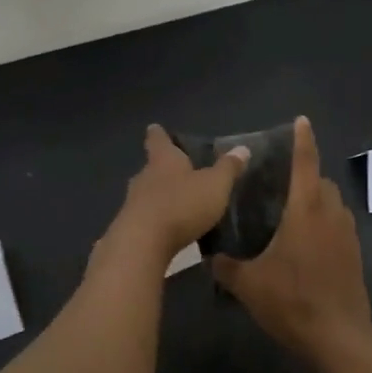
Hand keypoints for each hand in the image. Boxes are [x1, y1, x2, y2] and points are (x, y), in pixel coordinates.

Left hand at [101, 125, 250, 268]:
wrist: (143, 244)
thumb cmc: (181, 205)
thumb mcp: (215, 185)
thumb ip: (228, 168)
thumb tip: (242, 148)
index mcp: (164, 160)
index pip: (158, 140)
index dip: (159, 134)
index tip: (155, 129)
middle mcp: (144, 176)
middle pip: (152, 167)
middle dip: (164, 170)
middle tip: (180, 172)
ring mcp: (133, 202)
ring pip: (147, 193)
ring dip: (161, 197)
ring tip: (179, 203)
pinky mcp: (129, 228)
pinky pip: (146, 218)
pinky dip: (157, 220)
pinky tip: (169, 230)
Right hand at [212, 118, 371, 361]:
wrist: (339, 336)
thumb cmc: (293, 301)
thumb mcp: (249, 285)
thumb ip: (227, 267)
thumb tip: (210, 258)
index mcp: (306, 210)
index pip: (305, 163)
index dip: (302, 139)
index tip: (301, 120)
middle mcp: (331, 213)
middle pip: (321, 181)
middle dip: (304, 176)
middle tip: (278, 184)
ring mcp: (347, 233)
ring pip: (333, 203)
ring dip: (316, 200)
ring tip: (290, 213)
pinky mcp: (355, 253)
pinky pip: (339, 225)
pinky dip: (324, 222)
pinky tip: (305, 244)